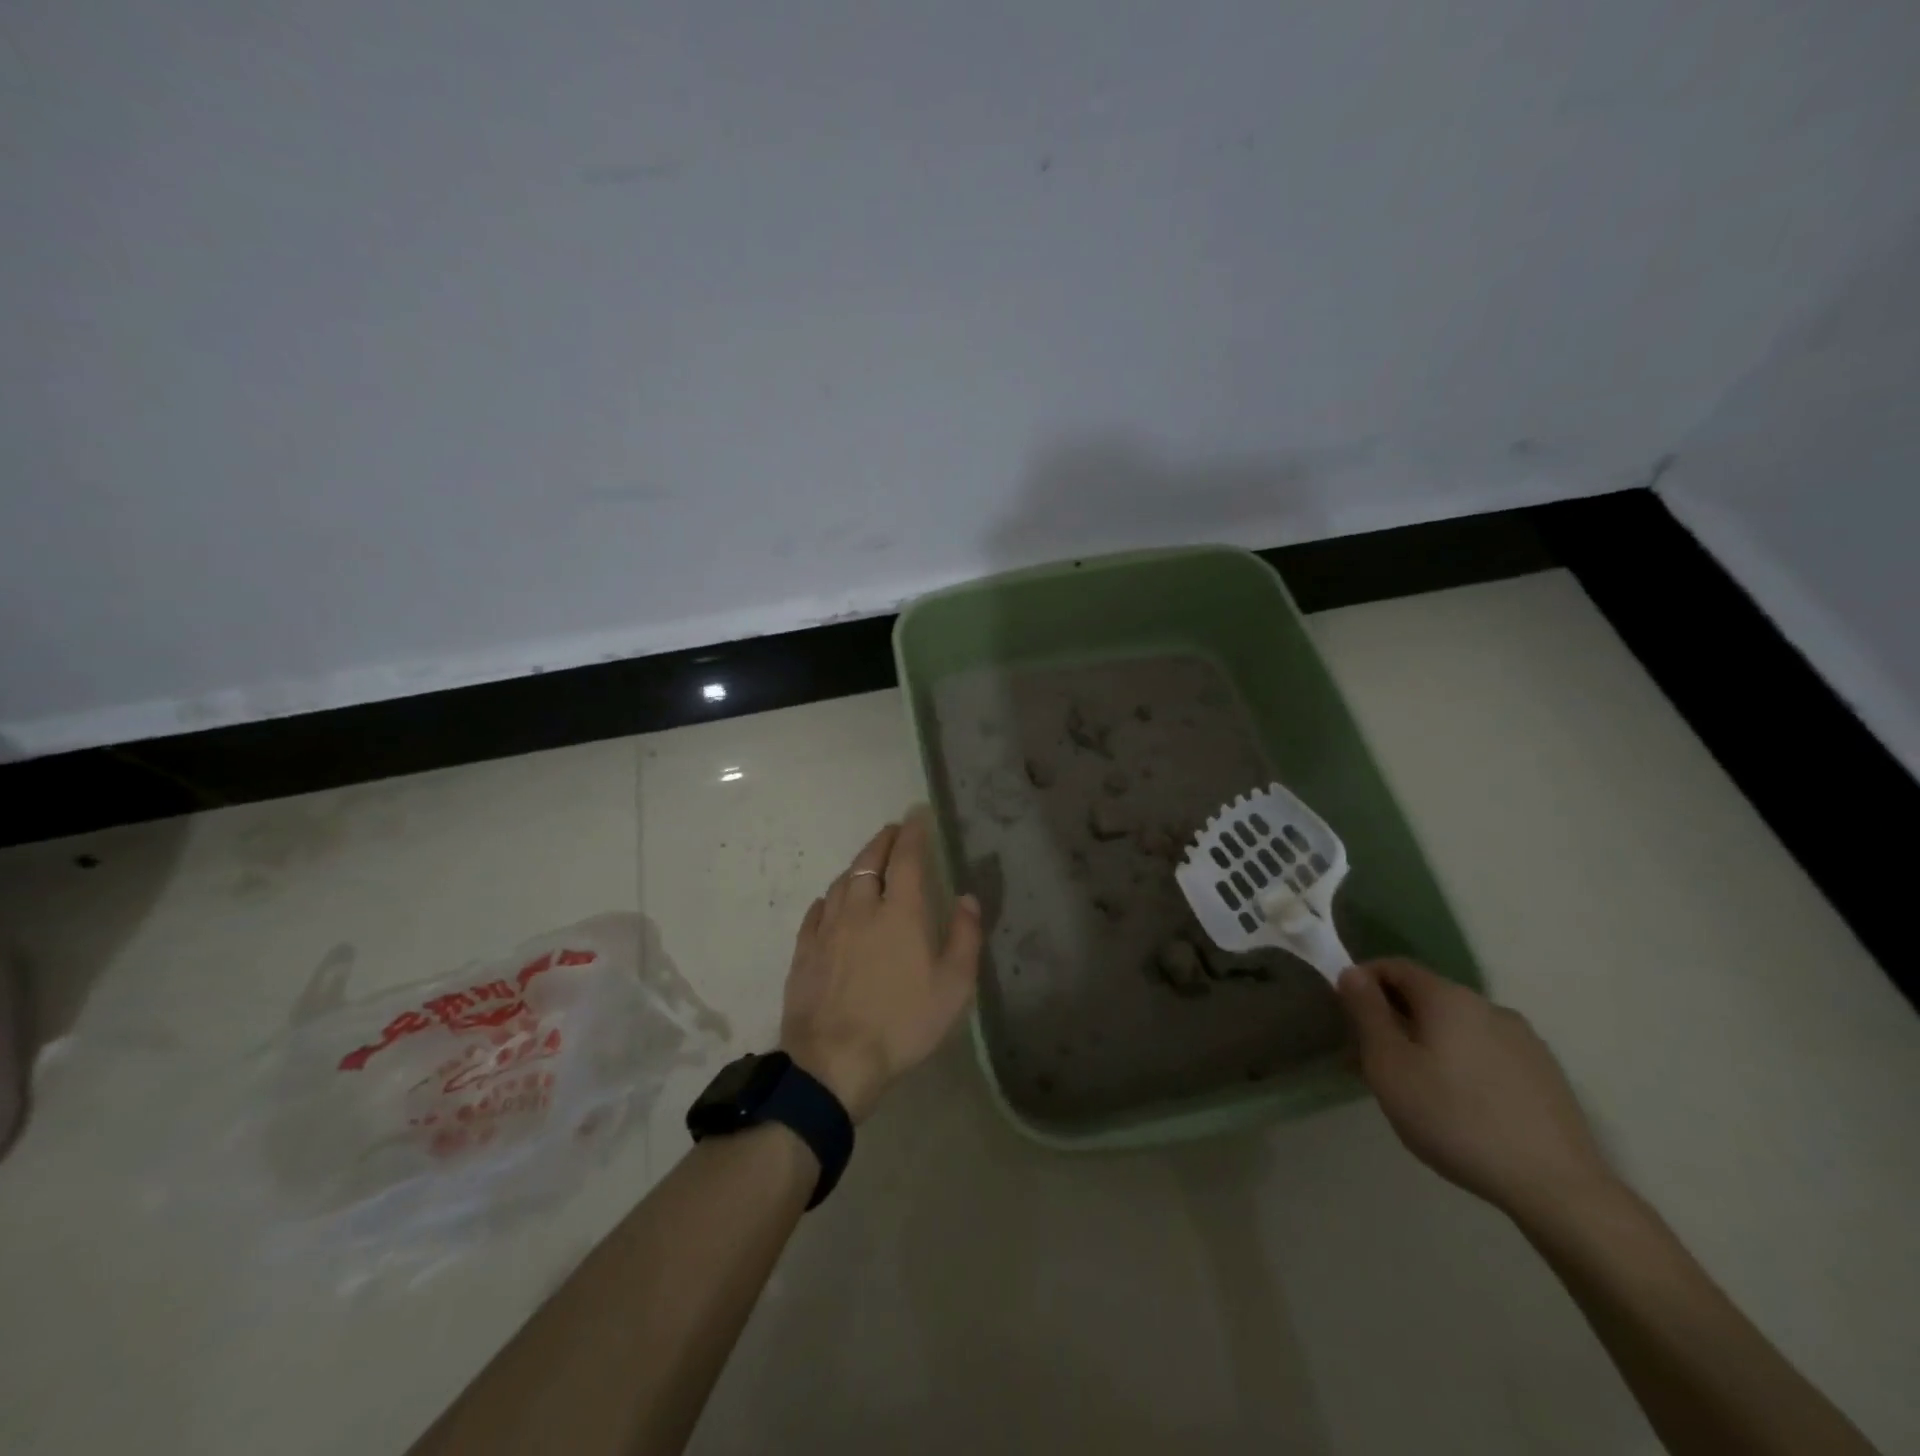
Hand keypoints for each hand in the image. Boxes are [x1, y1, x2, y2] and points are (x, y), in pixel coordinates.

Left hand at [779, 810, 983, 1122]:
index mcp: (899, 913)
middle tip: (893, 830)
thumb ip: (966, 937)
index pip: (906, 858)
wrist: (834, 1062)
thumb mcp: (954, 987)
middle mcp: (860, 909)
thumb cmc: (902, 1023)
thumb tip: (967, 897)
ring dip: (857, 866)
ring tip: (867, 863)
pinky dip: (829, 898)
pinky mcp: (804, 952)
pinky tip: (830, 902)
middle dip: (883, 841)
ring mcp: (827, 929)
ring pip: (841, 883)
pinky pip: (816, 912)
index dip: (913, 833)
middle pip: (869, 862)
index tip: (917, 815)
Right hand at [1338, 958, 1617, 1220]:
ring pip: (1457, 1027)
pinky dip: (1461, 1063)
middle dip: (1394, 1018)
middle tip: (1371, 1060)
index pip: (1396, 966)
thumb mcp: (1389, 1065)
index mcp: (1448, 997)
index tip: (1346, 1014)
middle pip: (1427, 997)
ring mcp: (1524, 1040)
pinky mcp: (1546, 1075)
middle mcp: (1488, 1006)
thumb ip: (1366, 1012)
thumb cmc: (1454, 1118)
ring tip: (1415, 1089)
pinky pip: (1486, 1053)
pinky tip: (1459, 1106)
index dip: (1364, 981)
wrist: (1557, 1188)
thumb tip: (1352, 972)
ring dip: (1427, 1043)